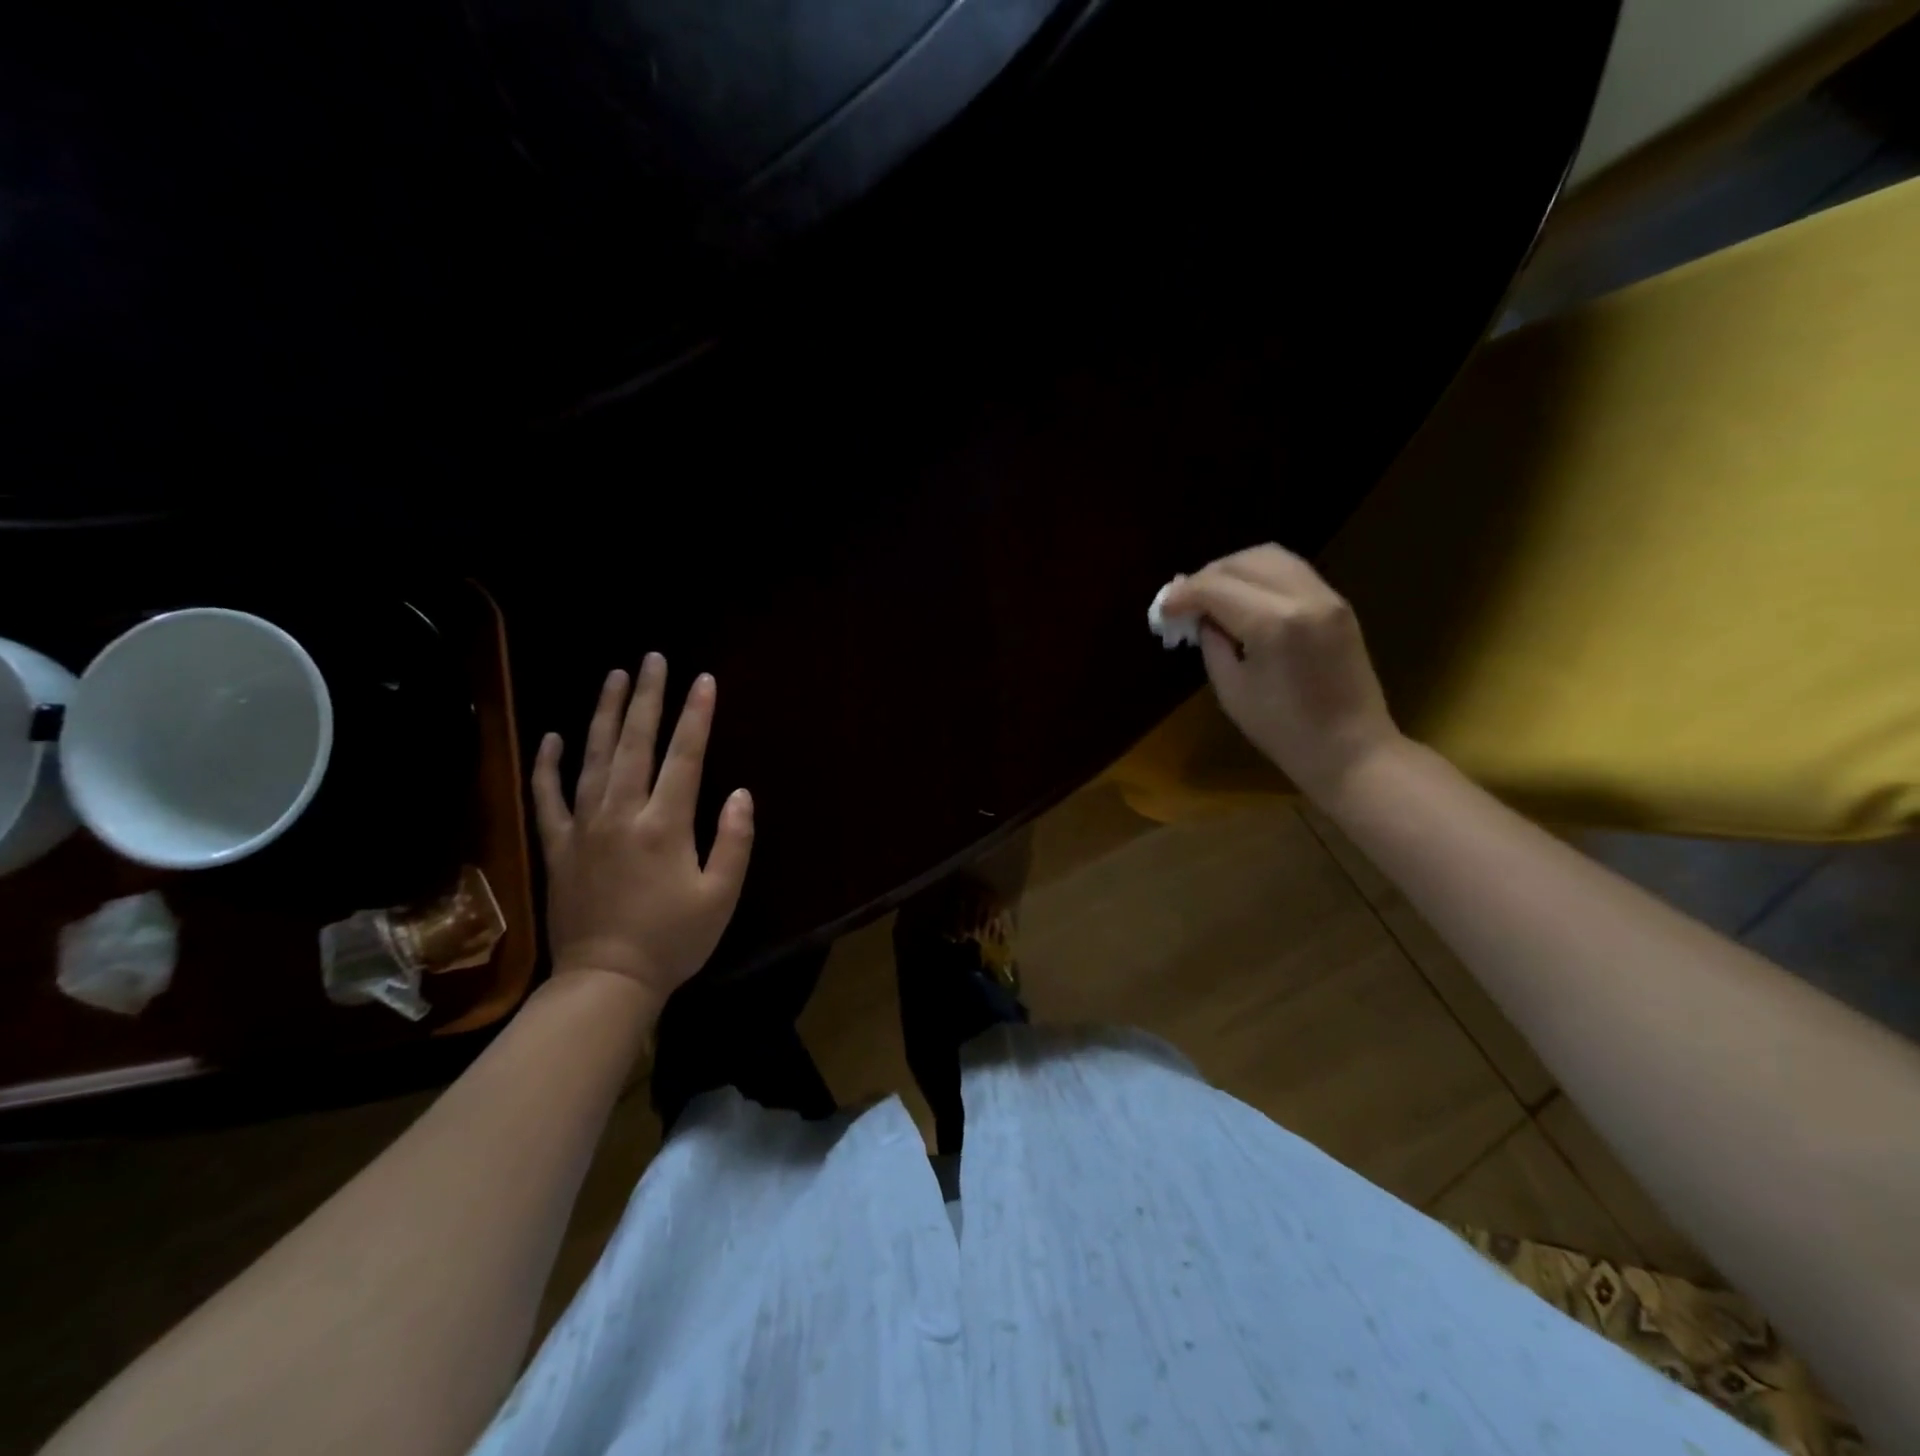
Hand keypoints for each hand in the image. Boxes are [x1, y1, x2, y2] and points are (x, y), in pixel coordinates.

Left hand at [531, 655, 752, 1010]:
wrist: (606, 981)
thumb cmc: (673, 940)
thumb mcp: (722, 896)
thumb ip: (733, 841)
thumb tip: (739, 793)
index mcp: (666, 825)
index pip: (685, 756)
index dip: (697, 715)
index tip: (704, 680)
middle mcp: (622, 814)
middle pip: (636, 743)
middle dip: (647, 697)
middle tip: (652, 659)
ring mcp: (584, 827)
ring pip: (592, 757)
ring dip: (604, 713)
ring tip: (614, 676)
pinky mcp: (558, 846)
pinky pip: (548, 797)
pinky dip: (548, 764)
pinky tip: (553, 736)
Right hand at [1159, 544, 1401, 801]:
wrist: (1352, 749)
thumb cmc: (1284, 731)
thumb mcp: (1232, 690)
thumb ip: (1212, 644)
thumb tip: (1201, 617)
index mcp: (1273, 623)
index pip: (1216, 587)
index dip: (1183, 595)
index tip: (1163, 611)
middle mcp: (1303, 597)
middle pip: (1243, 561)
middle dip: (1206, 576)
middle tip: (1183, 601)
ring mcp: (1326, 597)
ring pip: (1270, 556)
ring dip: (1234, 569)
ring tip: (1211, 595)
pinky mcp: (1338, 604)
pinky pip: (1291, 571)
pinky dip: (1259, 576)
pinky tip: (1242, 600)